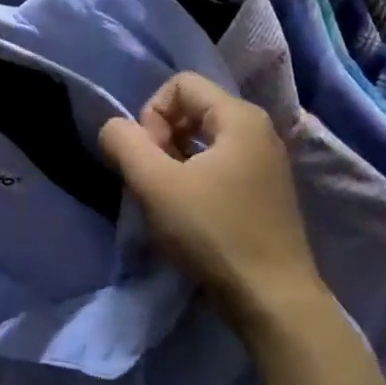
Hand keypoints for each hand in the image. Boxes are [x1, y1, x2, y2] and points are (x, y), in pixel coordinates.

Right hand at [100, 73, 331, 337]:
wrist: (272, 299)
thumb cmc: (213, 233)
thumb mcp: (155, 184)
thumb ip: (124, 143)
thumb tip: (113, 129)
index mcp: (240, 117)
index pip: (179, 85)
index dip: (151, 115)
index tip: (150, 159)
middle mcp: (259, 130)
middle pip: (192, 109)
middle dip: (161, 138)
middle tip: (155, 180)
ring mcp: (267, 162)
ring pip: (204, 139)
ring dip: (175, 161)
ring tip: (168, 199)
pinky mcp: (266, 192)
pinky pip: (220, 164)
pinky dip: (195, 178)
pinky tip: (189, 213)